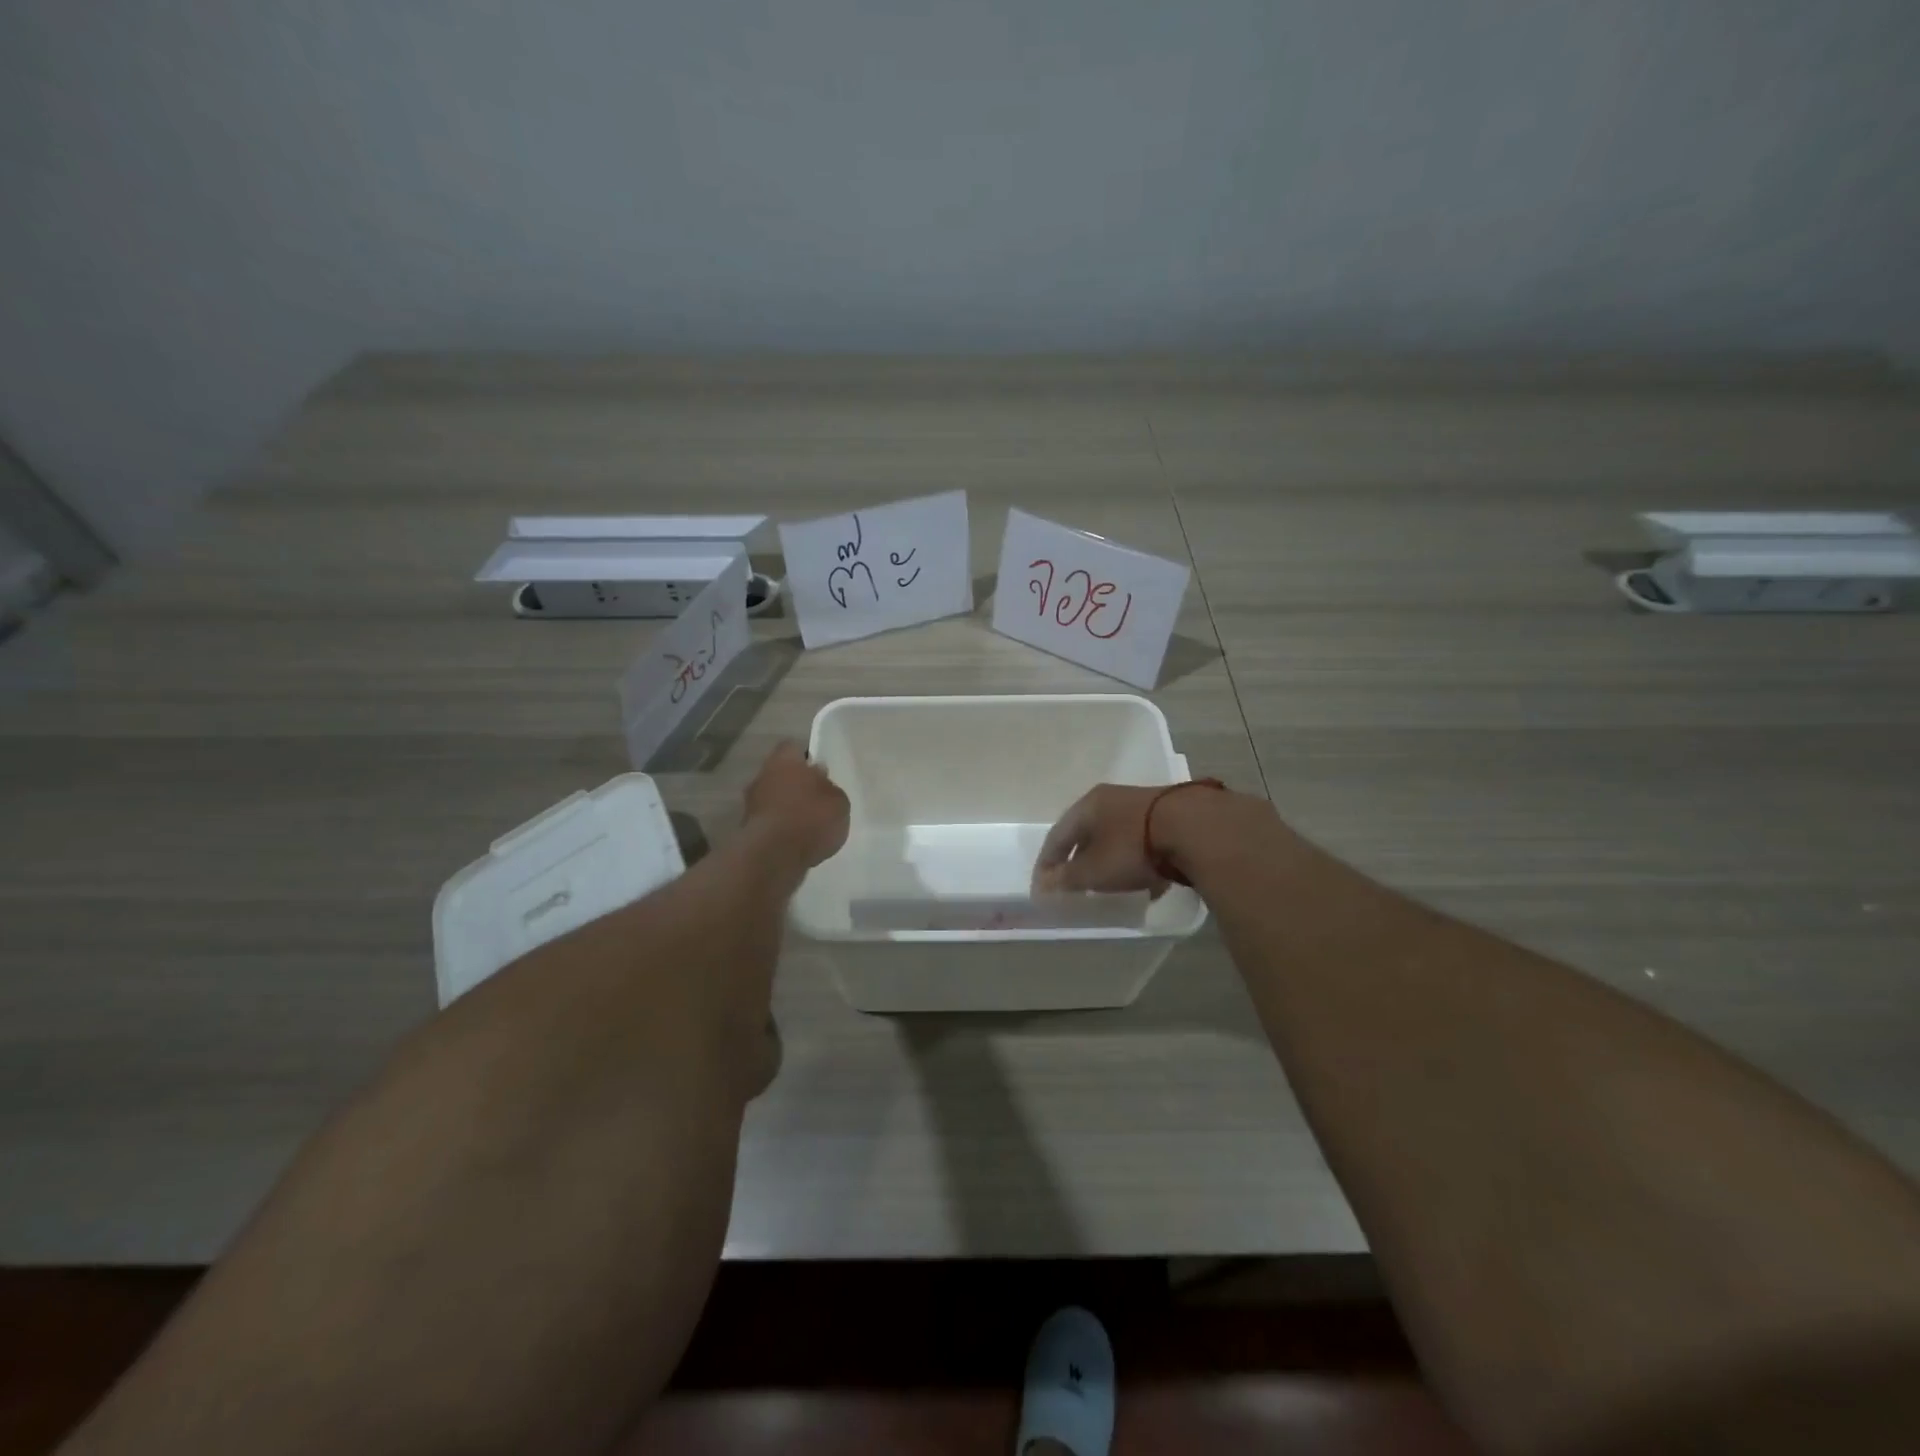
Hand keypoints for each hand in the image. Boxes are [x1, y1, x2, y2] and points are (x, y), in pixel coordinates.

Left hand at [743, 741, 849, 869]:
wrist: (773, 856)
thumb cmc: (811, 818)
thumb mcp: (838, 802)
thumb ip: (830, 788)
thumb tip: (820, 780)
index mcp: (785, 760)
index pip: (793, 747)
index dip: (806, 757)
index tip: (818, 771)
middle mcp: (763, 776)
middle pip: (781, 774)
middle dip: (795, 784)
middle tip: (815, 799)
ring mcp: (751, 803)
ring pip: (773, 798)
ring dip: (786, 808)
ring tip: (808, 824)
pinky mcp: (747, 830)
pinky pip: (769, 822)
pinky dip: (780, 828)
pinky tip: (796, 841)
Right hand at [1032, 784, 1176, 896]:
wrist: (1195, 828)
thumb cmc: (1132, 847)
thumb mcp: (1094, 870)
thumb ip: (1068, 878)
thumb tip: (1044, 884)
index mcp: (1088, 805)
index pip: (1057, 835)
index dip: (1047, 862)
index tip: (1042, 886)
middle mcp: (1112, 798)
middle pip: (1087, 832)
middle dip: (1078, 858)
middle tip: (1073, 882)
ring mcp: (1143, 804)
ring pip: (1116, 835)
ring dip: (1108, 859)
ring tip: (1108, 883)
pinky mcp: (1171, 816)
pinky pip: (1142, 841)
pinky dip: (1135, 860)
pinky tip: (1145, 880)